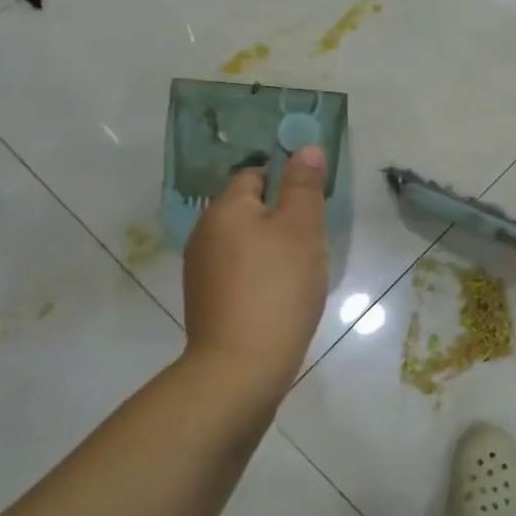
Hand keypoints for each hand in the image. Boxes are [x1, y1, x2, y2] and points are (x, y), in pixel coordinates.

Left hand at [183, 145, 330, 389]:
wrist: (241, 367)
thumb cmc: (277, 287)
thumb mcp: (302, 229)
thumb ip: (304, 185)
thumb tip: (306, 147)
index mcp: (225, 209)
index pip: (256, 175)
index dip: (287, 182)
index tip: (314, 205)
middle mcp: (205, 234)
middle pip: (250, 209)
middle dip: (283, 218)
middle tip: (314, 240)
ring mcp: (201, 271)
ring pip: (246, 242)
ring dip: (274, 248)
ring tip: (301, 271)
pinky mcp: (208, 301)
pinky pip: (240, 271)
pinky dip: (262, 275)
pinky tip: (282, 296)